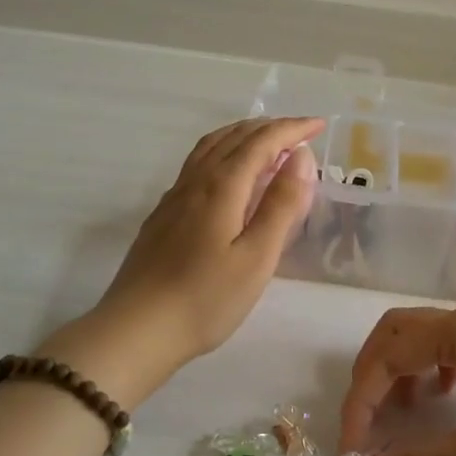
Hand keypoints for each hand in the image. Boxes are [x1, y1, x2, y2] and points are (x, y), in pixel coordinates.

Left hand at [58, 117, 322, 401]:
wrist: (136, 330)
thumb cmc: (205, 299)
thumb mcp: (256, 257)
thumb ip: (281, 205)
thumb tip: (301, 157)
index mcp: (221, 187)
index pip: (261, 142)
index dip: (291, 129)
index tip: (319, 125)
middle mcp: (195, 182)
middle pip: (234, 138)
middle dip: (270, 128)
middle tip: (300, 132)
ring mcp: (174, 197)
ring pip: (211, 147)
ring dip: (243, 135)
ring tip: (266, 142)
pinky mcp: (163, 215)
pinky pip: (197, 164)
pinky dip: (222, 152)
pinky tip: (227, 174)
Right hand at [336, 304, 455, 455]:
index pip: (387, 355)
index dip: (361, 402)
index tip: (353, 451)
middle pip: (398, 332)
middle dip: (372, 376)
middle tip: (366, 424)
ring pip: (425, 338)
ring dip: (401, 372)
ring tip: (404, 415)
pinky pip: (453, 347)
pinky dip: (432, 371)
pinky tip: (446, 400)